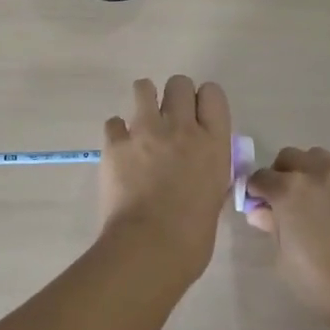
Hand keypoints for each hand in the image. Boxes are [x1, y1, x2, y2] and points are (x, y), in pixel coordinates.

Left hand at [99, 77, 233, 285]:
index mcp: (213, 142)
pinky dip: (117, 132)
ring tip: (142, 123)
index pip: (213, 94)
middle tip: (169, 120)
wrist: (150, 247)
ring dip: (144, 100)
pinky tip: (120, 150)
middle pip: (179, 83)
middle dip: (174, 96)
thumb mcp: (216, 197)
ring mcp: (145, 130)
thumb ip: (210, 172)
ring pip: (144, 88)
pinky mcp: (115, 142)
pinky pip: (114, 122)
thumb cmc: (193, 235)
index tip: (198, 115)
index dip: (204, 101)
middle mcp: (181, 127)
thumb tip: (203, 168)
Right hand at [246, 147, 329, 329]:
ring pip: (317, 158)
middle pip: (289, 157)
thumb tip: (260, 212)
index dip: (255, 191)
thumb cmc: (319, 281)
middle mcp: (315, 175)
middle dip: (280, 174)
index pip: (260, 177)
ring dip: (307, 171)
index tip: (258, 207)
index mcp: (288, 190)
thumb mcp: (283, 258)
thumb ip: (271, 226)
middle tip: (283, 201)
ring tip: (310, 199)